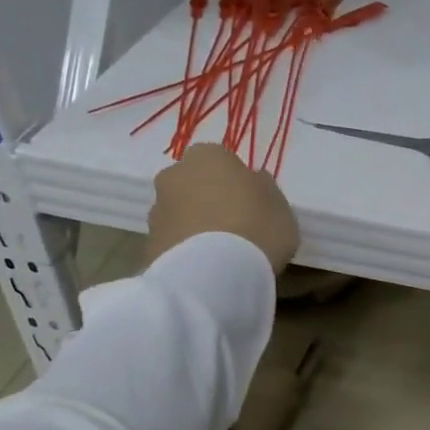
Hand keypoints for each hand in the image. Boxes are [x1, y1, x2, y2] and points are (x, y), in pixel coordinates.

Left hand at [144, 144, 299, 274]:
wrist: (214, 274)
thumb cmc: (256, 228)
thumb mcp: (279, 206)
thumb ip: (264, 189)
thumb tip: (253, 183)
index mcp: (208, 156)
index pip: (221, 160)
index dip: (236, 182)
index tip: (250, 204)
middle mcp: (174, 175)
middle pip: (194, 184)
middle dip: (208, 200)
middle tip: (232, 227)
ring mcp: (157, 210)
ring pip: (180, 213)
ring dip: (194, 227)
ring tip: (218, 255)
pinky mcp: (149, 244)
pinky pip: (173, 243)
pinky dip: (185, 252)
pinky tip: (204, 270)